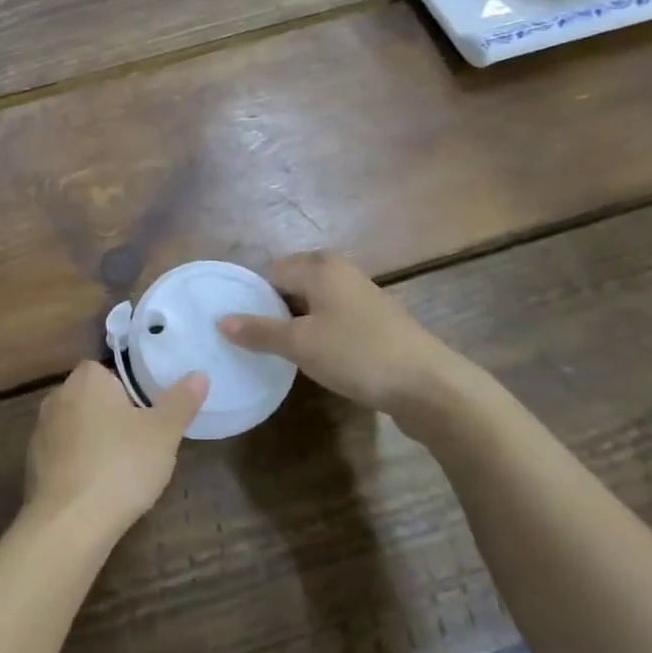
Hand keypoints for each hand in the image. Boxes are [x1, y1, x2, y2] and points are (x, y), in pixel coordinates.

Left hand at [24, 362, 207, 536]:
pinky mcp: (32, 462)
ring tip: (120, 469)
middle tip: (139, 444)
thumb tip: (199, 374)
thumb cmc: (121, 466)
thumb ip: (181, 401)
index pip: (107, 371)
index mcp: (87, 379)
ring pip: (75, 426)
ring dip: (93, 440)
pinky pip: (62, 453)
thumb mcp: (164, 433)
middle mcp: (58, 396)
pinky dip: (77, 463)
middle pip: (91, 398)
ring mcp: (41, 430)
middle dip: (111, 416)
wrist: (70, 522)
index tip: (146, 416)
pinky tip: (95, 488)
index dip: (128, 391)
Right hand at [218, 251, 479, 439]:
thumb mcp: (300, 344)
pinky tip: (319, 360)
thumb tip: (221, 320)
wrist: (430, 385)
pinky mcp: (376, 322)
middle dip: (275, 311)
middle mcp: (341, 272)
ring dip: (298, 325)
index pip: (272, 271)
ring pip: (314, 303)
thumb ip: (259, 331)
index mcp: (320, 267)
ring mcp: (362, 297)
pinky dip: (321, 334)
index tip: (244, 329)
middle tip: (260, 342)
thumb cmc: (357, 354)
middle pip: (293, 284)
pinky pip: (334, 319)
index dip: (255, 298)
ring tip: (285, 354)